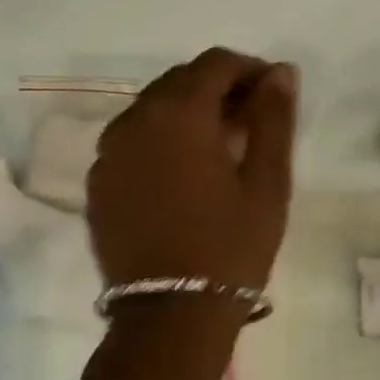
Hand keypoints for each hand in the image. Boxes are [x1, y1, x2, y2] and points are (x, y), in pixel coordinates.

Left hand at [86, 47, 297, 292]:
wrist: (171, 316)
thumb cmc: (231, 244)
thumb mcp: (267, 180)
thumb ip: (274, 117)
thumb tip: (280, 71)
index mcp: (178, 113)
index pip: (215, 63)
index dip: (250, 69)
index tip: (273, 95)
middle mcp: (134, 120)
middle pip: (181, 80)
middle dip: (220, 89)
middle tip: (253, 121)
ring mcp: (108, 152)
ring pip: (154, 108)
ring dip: (190, 112)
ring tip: (222, 147)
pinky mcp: (98, 181)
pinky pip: (134, 138)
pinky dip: (163, 138)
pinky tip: (186, 172)